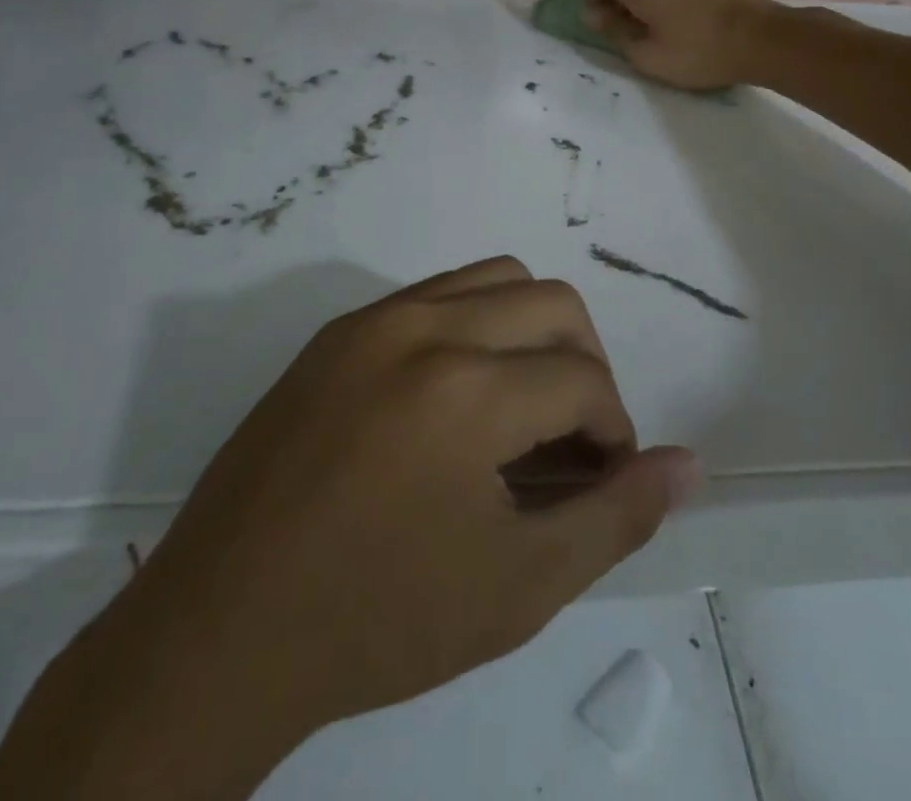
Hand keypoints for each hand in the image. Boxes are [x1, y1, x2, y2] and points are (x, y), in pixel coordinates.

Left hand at [0, 258, 698, 800]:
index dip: (614, 432)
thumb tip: (691, 465)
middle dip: (586, 370)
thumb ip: (617, 517)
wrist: (219, 633)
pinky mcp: (339, 330)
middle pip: (554, 304)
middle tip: (569, 443)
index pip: (586, 380)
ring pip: (498, 278)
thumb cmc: (379, 621)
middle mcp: (426, 328)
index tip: (600, 479)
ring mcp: (375, 319)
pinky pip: (439, 293)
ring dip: (534, 333)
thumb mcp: (519, 586)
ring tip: (519, 410)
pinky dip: (477, 326)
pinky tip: (458, 399)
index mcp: (469, 390)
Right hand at [581, 0, 783, 90]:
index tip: (605, 14)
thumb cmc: (702, 52)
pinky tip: (696, 25)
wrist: (766, 39)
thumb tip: (593, 14)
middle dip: (624, 0)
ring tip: (672, 34)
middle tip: (639, 35)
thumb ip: (615, 32)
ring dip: (653, 1)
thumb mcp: (649, 57)